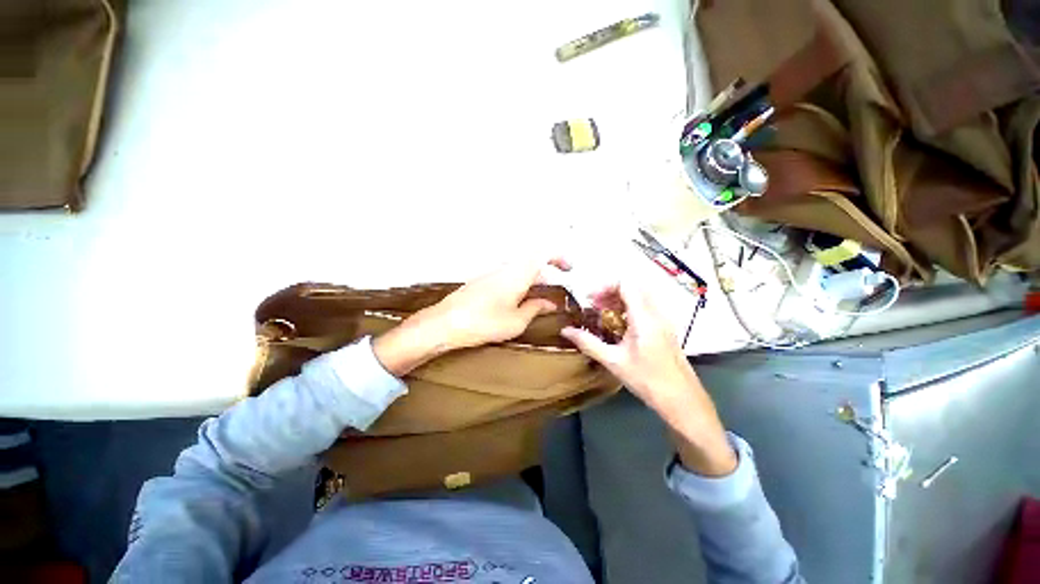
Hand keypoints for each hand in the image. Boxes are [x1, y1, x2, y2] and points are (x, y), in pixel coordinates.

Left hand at [374, 258, 568, 376]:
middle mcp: (506, 268)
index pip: (543, 252)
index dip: (559, 257)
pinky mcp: (484, 281)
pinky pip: (510, 276)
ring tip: (542, 299)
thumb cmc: (484, 322)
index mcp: (518, 273)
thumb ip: (536, 308)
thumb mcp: (516, 321)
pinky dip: (522, 284)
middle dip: (549, 274)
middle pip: (533, 262)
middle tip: (559, 291)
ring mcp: (493, 273)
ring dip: (535, 280)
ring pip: (521, 270)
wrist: (445, 323)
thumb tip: (550, 303)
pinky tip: (521, 301)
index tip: (569, 269)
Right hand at [560, 282, 736, 475]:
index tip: (590, 299)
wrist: (682, 400)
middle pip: (633, 287)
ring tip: (603, 315)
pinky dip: (628, 308)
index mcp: (644, 317)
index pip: (626, 284)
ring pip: (640, 296)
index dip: (605, 286)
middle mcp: (656, 313)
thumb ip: (588, 343)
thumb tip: (565, 330)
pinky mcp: (665, 328)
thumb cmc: (647, 380)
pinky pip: (645, 307)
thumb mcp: (613, 361)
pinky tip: (618, 326)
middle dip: (610, 292)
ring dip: (619, 299)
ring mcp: (663, 320)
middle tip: (594, 306)